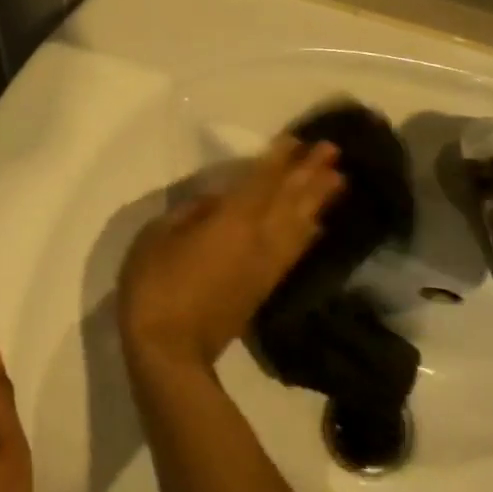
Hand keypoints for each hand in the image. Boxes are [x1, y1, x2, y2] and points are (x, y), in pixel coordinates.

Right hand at [118, 137, 343, 371]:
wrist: (170, 351)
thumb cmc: (155, 287)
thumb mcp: (158, 237)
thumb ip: (190, 213)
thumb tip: (216, 203)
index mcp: (232, 220)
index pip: (262, 181)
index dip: (279, 159)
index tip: (297, 140)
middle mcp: (259, 238)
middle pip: (291, 199)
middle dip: (311, 173)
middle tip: (332, 151)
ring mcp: (266, 265)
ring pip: (300, 225)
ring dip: (319, 200)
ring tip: (338, 179)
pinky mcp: (266, 287)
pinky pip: (295, 252)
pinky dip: (309, 234)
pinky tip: (317, 225)